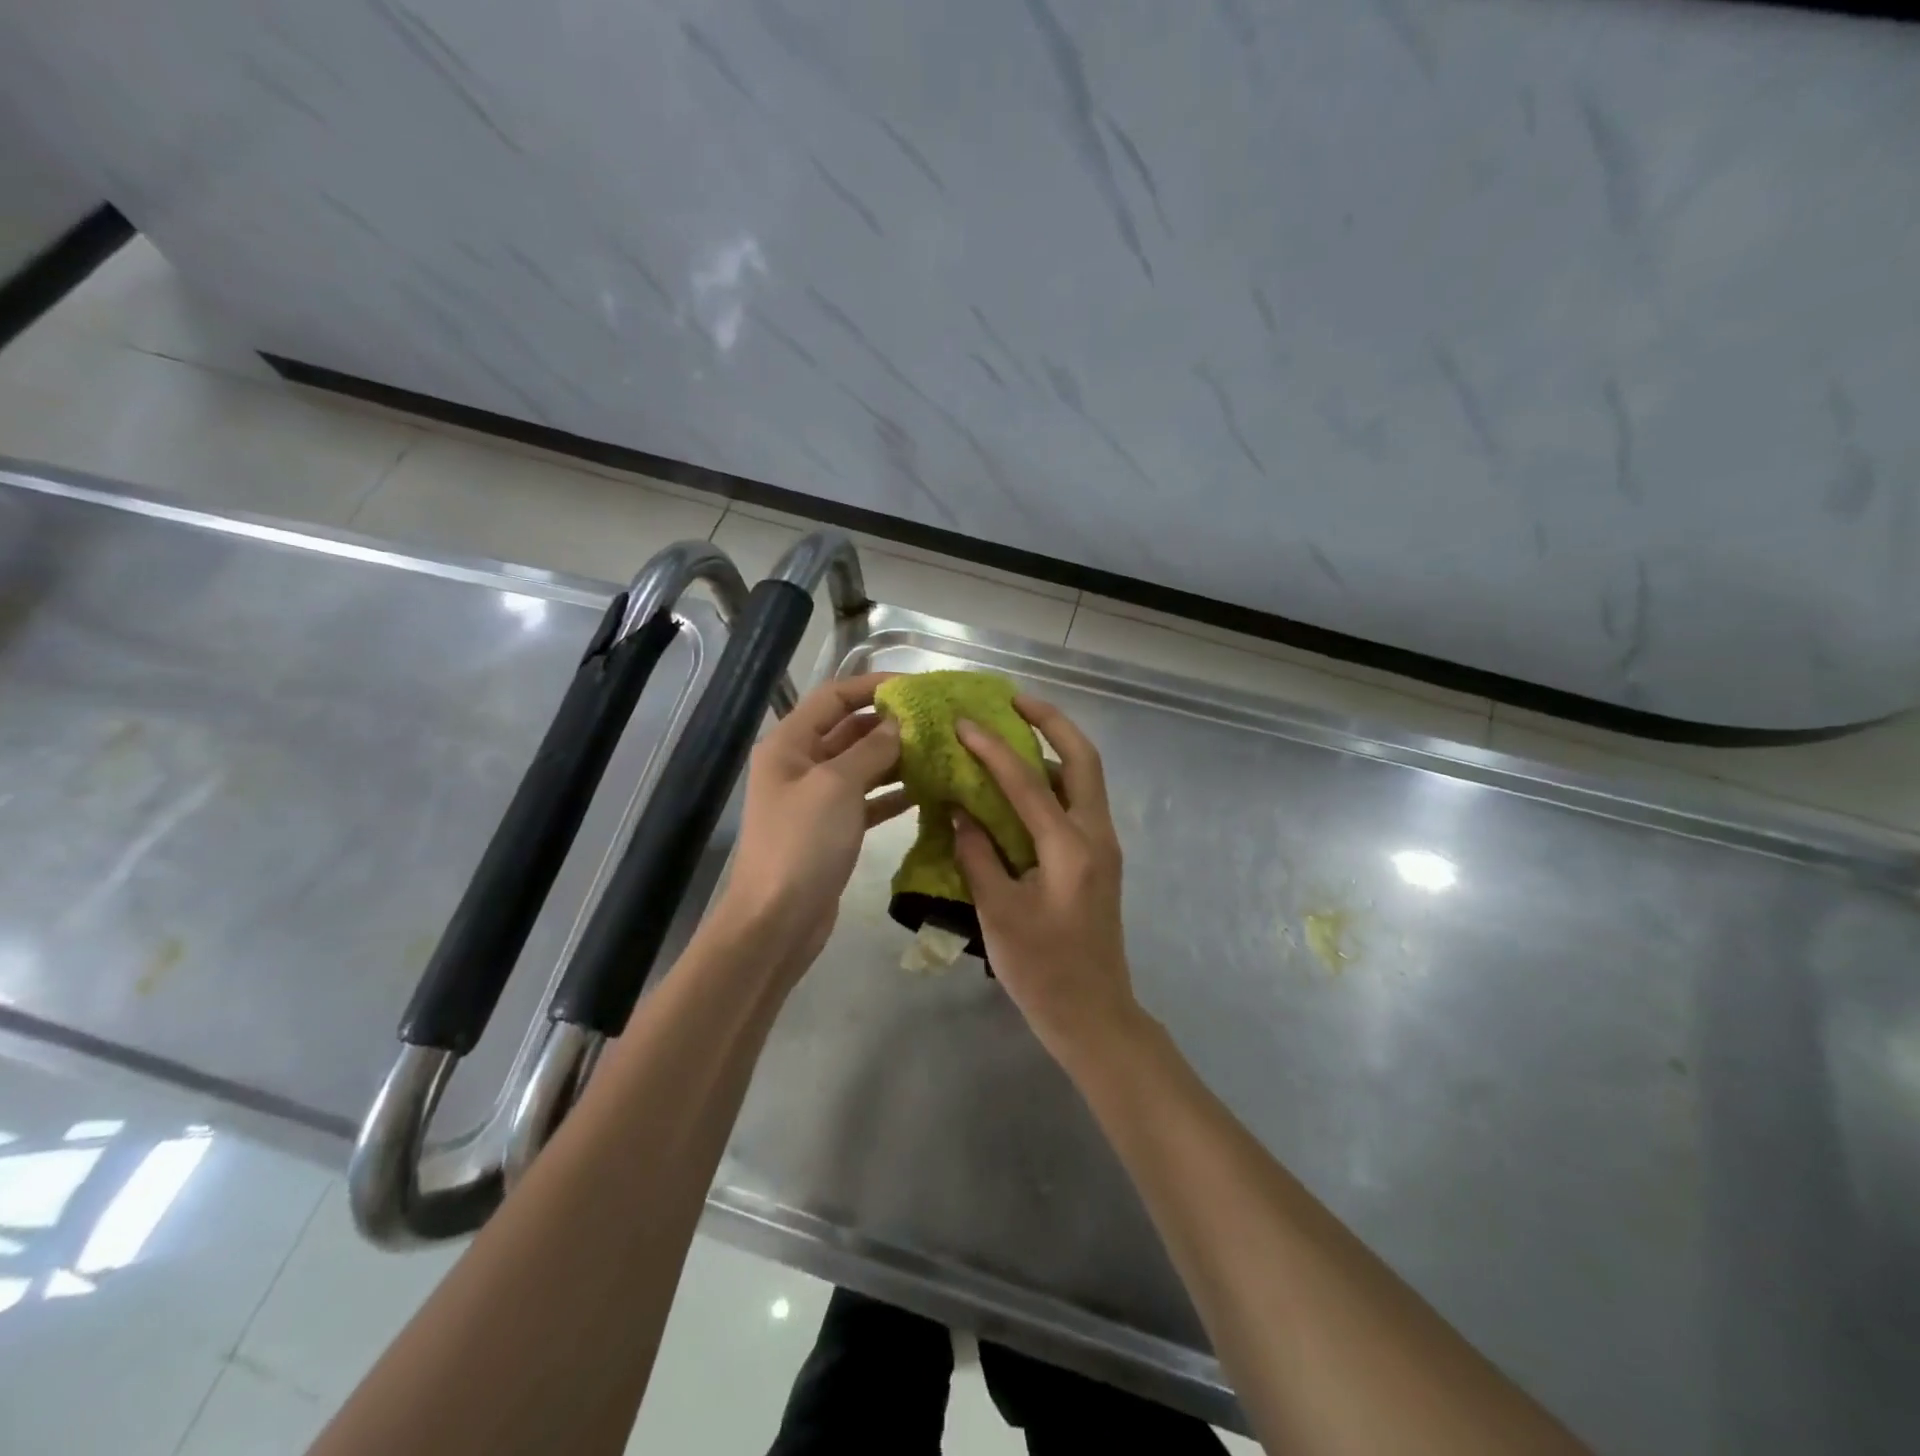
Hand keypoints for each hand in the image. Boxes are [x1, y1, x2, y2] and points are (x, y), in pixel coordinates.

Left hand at [709, 673, 908, 973]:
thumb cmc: (802, 843)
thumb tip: (898, 724)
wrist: (777, 920)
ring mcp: (815, 799)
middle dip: (889, 724)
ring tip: (938, 751)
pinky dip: (891, 793)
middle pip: (848, 730)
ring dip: (895, 758)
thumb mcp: (837, 786)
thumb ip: (871, 749)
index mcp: (789, 744)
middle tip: (936, 722)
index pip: (833, 697)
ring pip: (860, 765)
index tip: (916, 687)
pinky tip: (925, 790)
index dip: (872, 686)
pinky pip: (865, 800)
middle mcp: (799, 765)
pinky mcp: (831, 829)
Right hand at [951, 696, 1143, 1067]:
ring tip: (1015, 730)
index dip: (991, 748)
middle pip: (1082, 758)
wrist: (1094, 1016)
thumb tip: (959, 813)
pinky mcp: (1099, 860)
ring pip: (1085, 777)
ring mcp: (1103, 846)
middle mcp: (1096, 834)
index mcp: (1071, 846)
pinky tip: (1021, 785)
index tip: (962, 722)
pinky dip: (1053, 779)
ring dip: (1054, 746)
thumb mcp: (999, 913)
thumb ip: (978, 856)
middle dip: (1050, 721)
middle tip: (1013, 701)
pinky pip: (1078, 801)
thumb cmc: (1043, 970)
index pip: (1026, 781)